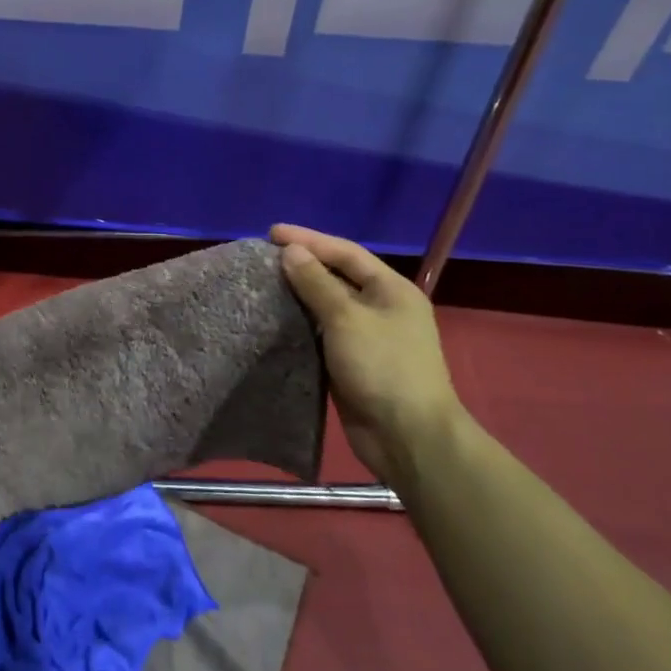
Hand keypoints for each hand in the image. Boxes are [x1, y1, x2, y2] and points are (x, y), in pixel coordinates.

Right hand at [270, 224, 463, 480]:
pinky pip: (321, 333)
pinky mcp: (352, 362)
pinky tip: (274, 319)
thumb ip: (317, 282)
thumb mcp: (346, 318)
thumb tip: (291, 251)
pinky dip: (300, 324)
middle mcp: (382, 308)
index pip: (345, 252)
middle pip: (337, 276)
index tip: (271, 233)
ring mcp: (368, 337)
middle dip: (302, 265)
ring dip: (298, 294)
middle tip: (263, 257)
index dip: (309, 239)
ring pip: (326, 306)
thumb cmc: (382, 367)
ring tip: (262, 284)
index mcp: (391, 289)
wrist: (407, 437)